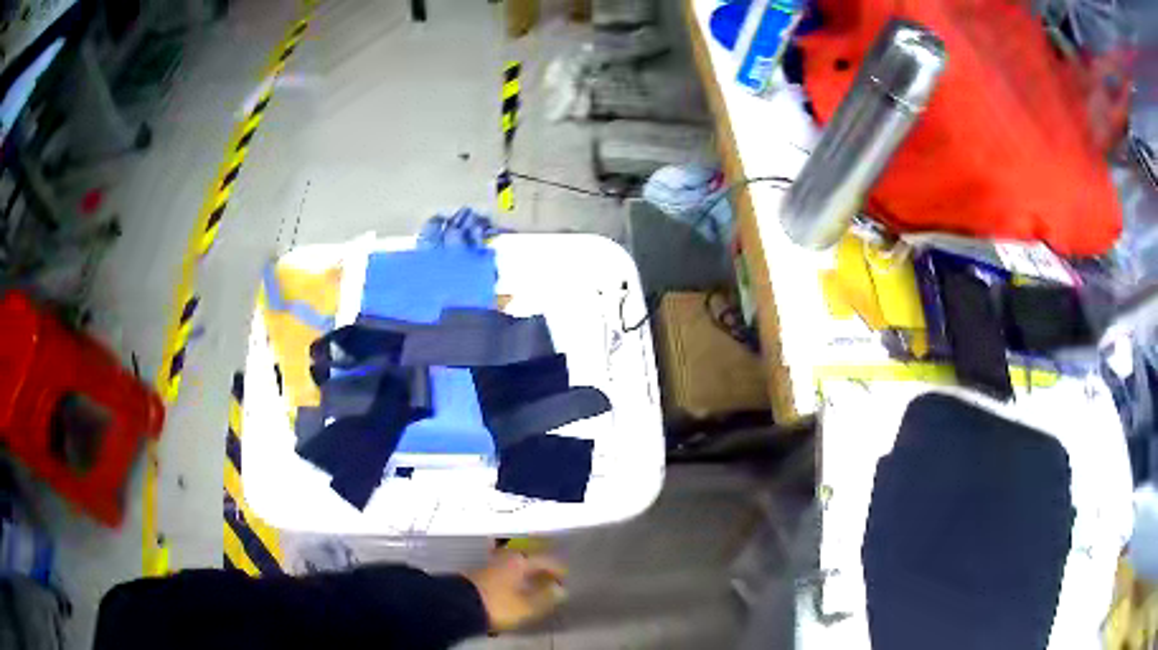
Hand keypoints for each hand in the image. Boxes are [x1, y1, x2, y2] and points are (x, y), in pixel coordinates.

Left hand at [466, 551, 566, 631]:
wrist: (460, 606)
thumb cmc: (498, 604)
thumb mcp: (528, 605)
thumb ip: (546, 597)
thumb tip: (560, 591)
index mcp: (520, 560)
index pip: (545, 561)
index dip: (557, 570)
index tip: (565, 578)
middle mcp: (505, 558)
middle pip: (528, 561)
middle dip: (540, 570)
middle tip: (551, 580)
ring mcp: (490, 565)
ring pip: (515, 567)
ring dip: (526, 575)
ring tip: (535, 587)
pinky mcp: (479, 575)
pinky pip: (504, 574)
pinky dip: (513, 580)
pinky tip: (515, 590)